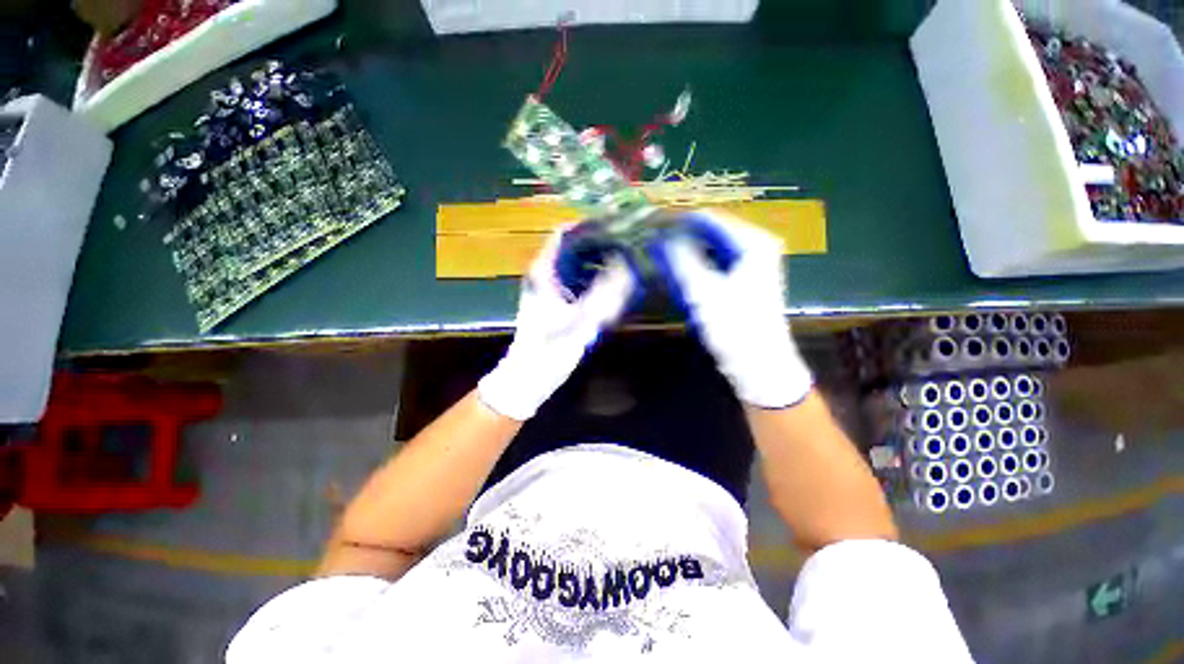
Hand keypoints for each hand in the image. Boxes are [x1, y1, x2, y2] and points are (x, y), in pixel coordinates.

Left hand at [478, 229, 635, 420]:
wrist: (528, 377)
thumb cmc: (548, 350)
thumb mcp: (580, 321)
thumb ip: (605, 294)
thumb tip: (628, 266)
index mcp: (544, 272)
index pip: (564, 233)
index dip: (590, 225)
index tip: (617, 225)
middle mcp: (545, 274)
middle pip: (573, 247)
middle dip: (600, 242)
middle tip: (629, 243)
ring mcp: (550, 288)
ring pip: (576, 264)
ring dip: (599, 260)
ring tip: (626, 260)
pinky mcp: (556, 302)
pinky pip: (578, 281)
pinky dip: (595, 278)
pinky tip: (613, 285)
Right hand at [655, 209, 812, 407]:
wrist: (759, 366)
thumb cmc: (734, 328)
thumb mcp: (703, 292)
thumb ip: (680, 260)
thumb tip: (659, 236)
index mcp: (753, 243)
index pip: (708, 219)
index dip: (676, 223)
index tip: (649, 229)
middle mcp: (754, 246)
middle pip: (708, 233)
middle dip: (678, 239)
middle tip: (650, 247)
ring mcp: (749, 264)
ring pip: (708, 249)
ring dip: (683, 254)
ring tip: (657, 259)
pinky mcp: (741, 280)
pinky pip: (711, 265)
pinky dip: (693, 268)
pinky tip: (675, 276)